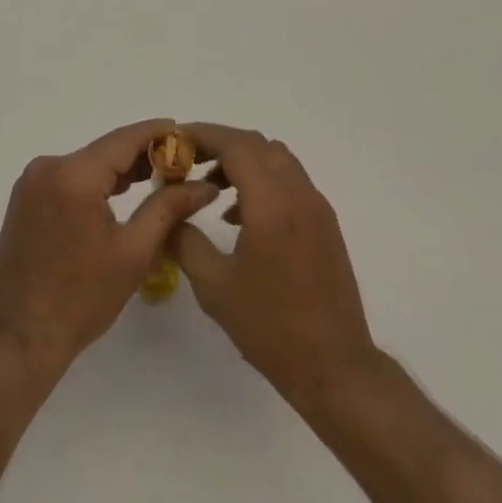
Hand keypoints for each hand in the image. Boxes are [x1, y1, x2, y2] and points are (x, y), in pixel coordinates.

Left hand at [0, 118, 218, 376]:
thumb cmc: (80, 300)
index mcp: (73, 175)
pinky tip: (118, 194)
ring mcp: (32, 181)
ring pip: (87, 163)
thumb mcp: (133, 253)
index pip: (124, 139)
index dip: (157, 133)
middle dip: (142, 155)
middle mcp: (48, 166)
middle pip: (105, 150)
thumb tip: (204, 185)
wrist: (19, 340)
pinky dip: (95, 182)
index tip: (186, 132)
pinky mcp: (26, 197)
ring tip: (157, 177)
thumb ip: (168, 208)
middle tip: (179, 163)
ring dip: (119, 170)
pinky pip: (69, 177)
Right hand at [170, 123, 379, 408]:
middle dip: (221, 145)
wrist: (335, 368)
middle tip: (190, 161)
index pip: (235, 144)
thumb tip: (166, 212)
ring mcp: (316, 206)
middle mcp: (297, 192)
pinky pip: (290, 180)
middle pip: (256, 144)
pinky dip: (263, 180)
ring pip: (276, 158)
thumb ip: (185, 241)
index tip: (178, 140)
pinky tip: (242, 217)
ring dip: (244, 161)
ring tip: (212, 188)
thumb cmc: (271, 327)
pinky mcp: (325, 222)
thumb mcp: (215, 287)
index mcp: (271, 202)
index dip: (204, 135)